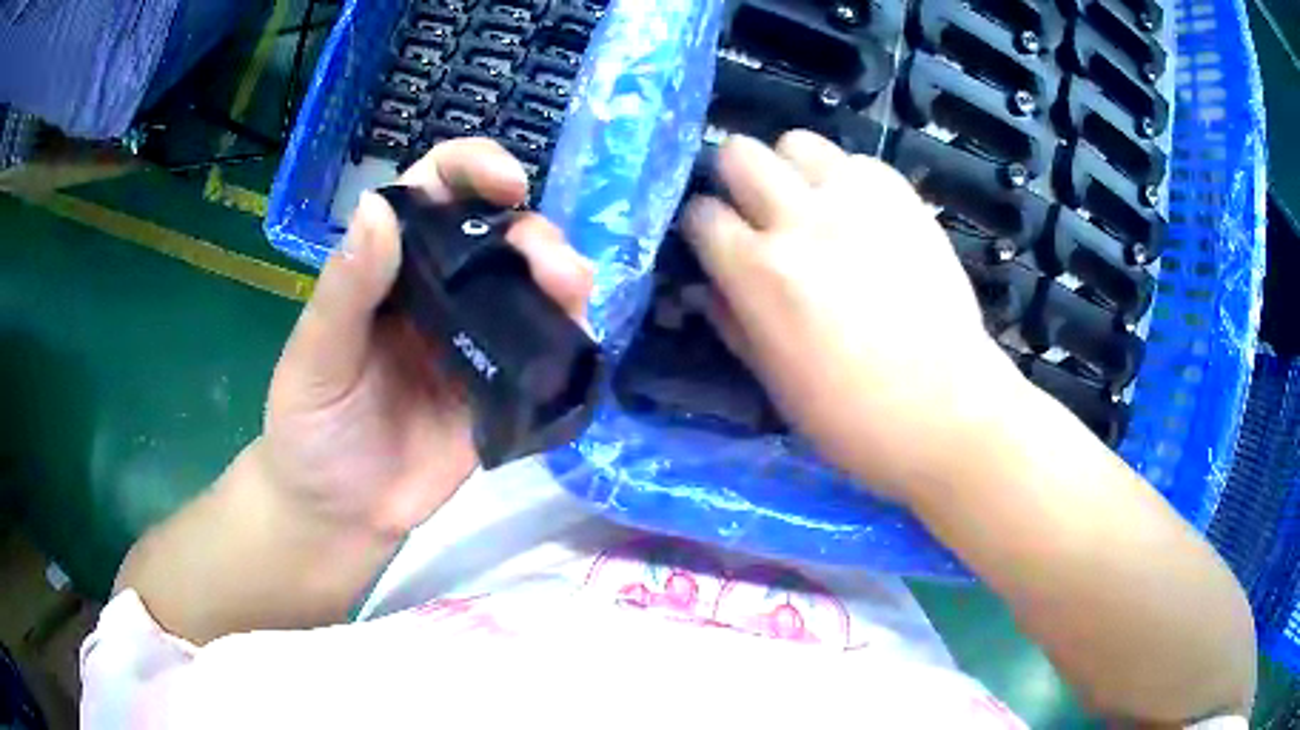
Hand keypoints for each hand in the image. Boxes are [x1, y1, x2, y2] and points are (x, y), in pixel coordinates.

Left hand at [260, 138, 592, 538]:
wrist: (339, 513)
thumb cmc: (310, 429)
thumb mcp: (315, 359)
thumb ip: (346, 289)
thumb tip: (378, 205)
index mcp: (389, 267)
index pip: (434, 192)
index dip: (473, 169)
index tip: (505, 182)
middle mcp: (437, 289)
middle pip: (497, 233)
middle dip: (533, 233)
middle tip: (551, 264)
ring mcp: (475, 338)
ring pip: (529, 285)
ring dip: (561, 276)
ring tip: (572, 290)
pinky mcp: (501, 388)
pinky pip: (543, 351)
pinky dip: (568, 335)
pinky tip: (577, 337)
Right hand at [681, 131, 1022, 500]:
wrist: (945, 409)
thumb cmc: (852, 417)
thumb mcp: (772, 381)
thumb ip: (732, 321)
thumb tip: (709, 285)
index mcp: (760, 273)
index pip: (701, 214)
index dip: (702, 228)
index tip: (715, 243)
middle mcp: (800, 220)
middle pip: (738, 153)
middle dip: (736, 179)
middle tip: (757, 213)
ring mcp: (856, 200)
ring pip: (796, 142)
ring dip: (791, 170)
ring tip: (811, 206)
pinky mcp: (902, 196)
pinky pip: (855, 161)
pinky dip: (846, 181)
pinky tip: (861, 218)